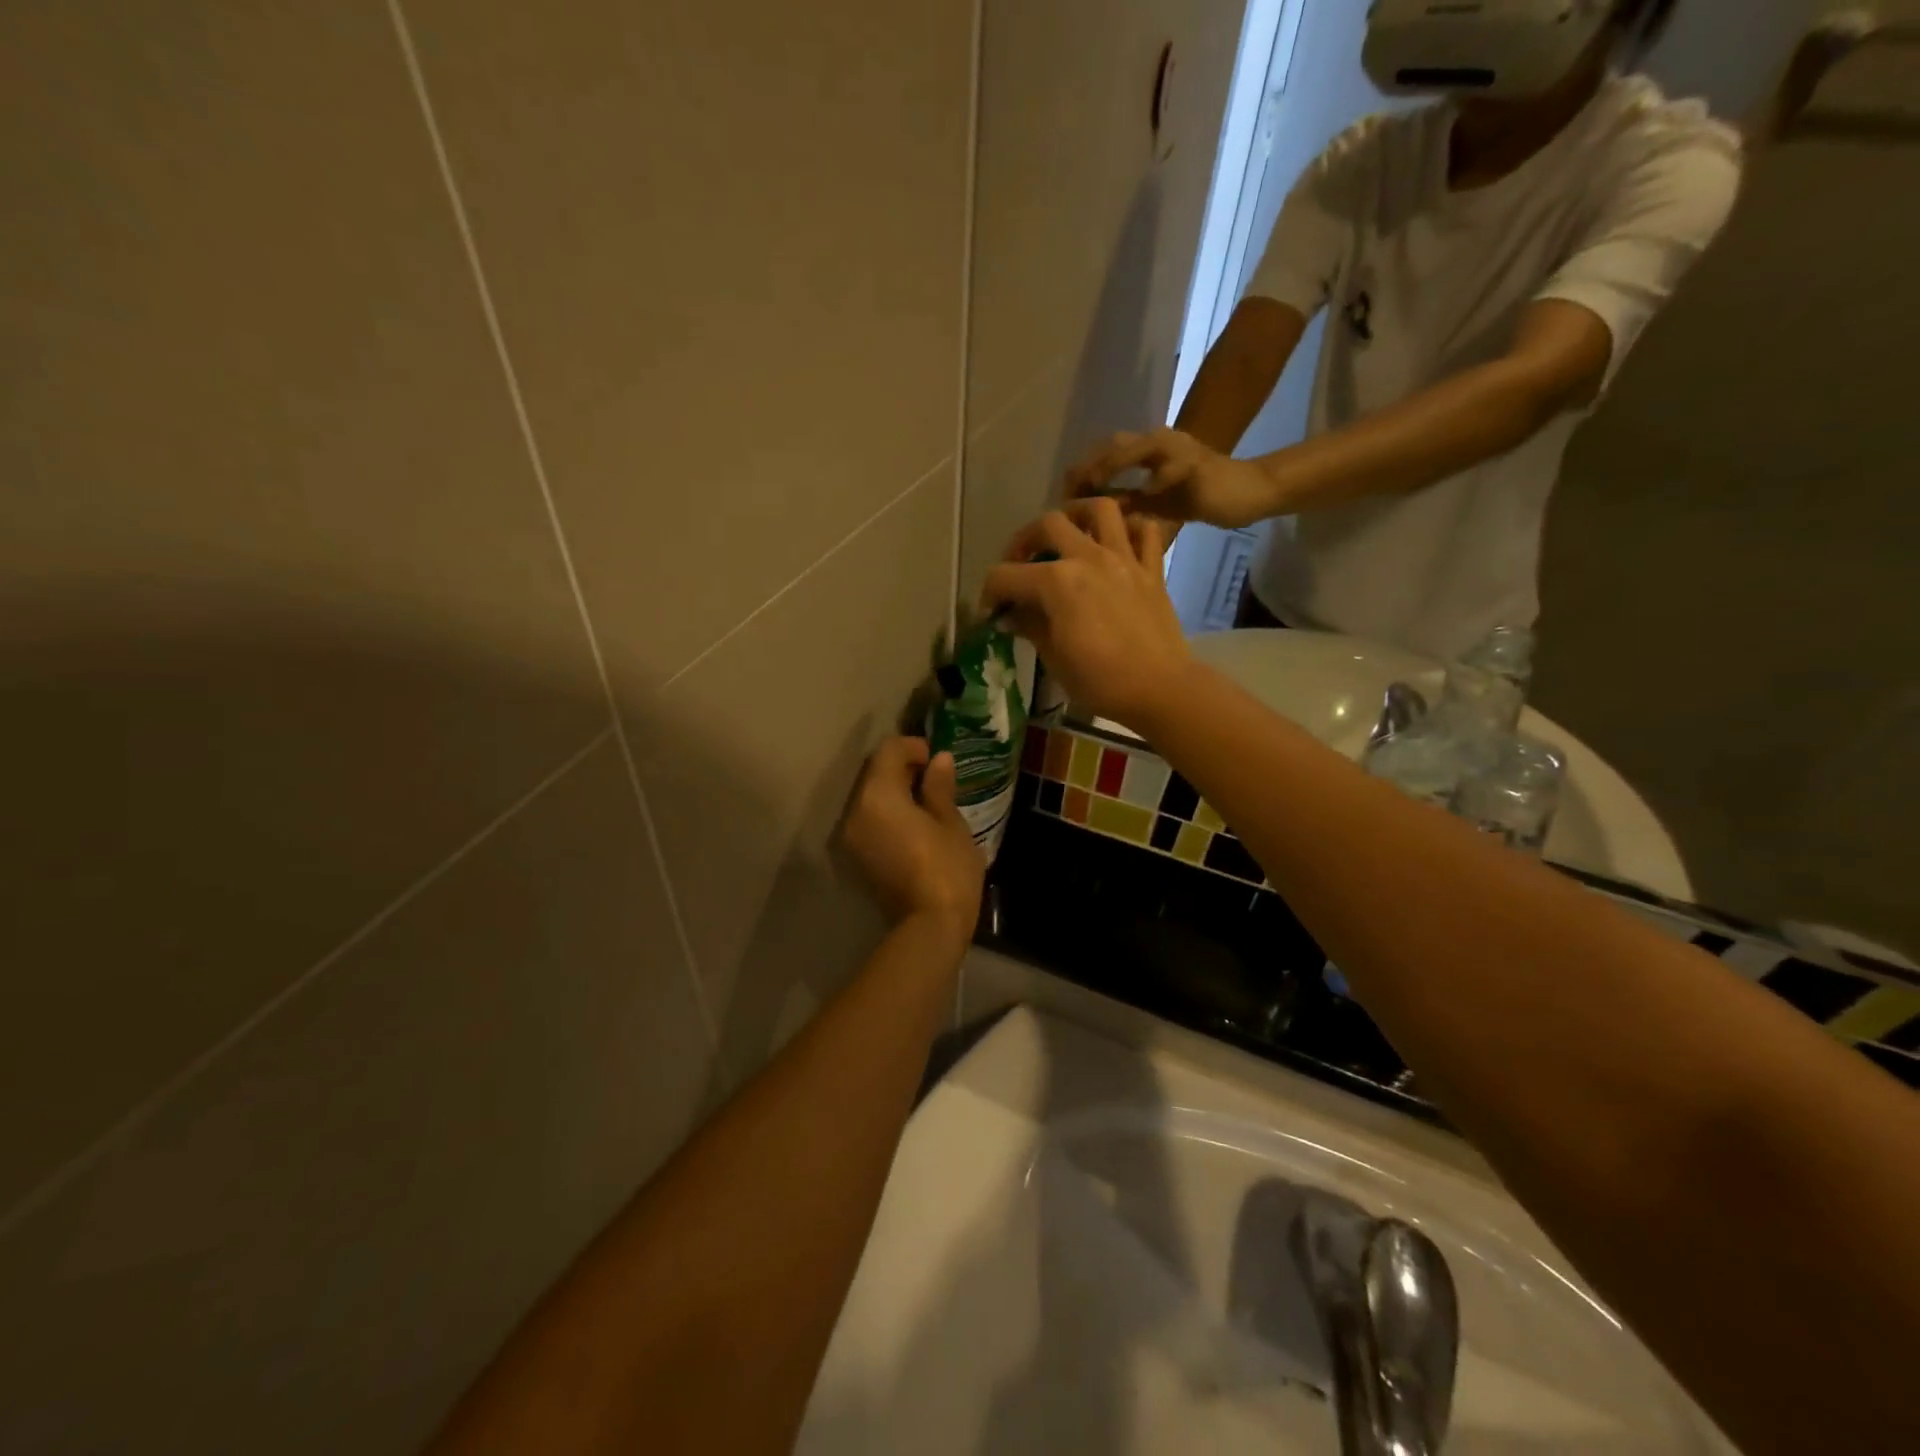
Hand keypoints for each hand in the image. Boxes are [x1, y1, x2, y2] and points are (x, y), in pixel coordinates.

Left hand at [842, 737, 984, 938]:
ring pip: (870, 797)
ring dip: (894, 790)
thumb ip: (939, 787)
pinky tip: (915, 821)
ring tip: (927, 799)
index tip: (936, 758)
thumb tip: (940, 760)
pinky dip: (888, 812)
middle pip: (874, 773)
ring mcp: (852, 835)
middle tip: (934, 776)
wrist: (929, 926)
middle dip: (902, 767)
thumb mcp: (950, 823)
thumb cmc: (947, 868)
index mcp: (878, 795)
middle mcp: (856, 810)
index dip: (912, 747)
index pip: (888, 752)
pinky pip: (869, 819)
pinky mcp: (857, 856)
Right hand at [982, 499, 1194, 728]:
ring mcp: (1124, 559)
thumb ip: (1030, 626)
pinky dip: (1131, 528)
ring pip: (1101, 509)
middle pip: (1048, 524)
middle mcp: (1088, 558)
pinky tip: (1118, 543)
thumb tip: (1011, 614)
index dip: (990, 593)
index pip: (1006, 575)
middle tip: (1020, 564)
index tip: (990, 612)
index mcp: (1056, 582)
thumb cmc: (1100, 682)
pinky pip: (1146, 530)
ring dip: (1079, 514)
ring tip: (1069, 534)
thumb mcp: (1054, 658)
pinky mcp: (1152, 570)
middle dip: (1024, 541)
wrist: (1160, 689)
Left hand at [1066, 427, 1281, 529]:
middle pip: (1114, 444)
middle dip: (1089, 465)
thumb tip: (1089, 518)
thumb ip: (1126, 505)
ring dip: (1113, 464)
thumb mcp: (1155, 506)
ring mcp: (1179, 450)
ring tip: (1091, 484)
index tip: (1061, 493)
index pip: (1106, 453)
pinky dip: (1156, 479)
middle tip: (1067, 489)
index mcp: (1148, 452)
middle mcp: (1159, 443)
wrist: (1248, 492)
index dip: (1082, 471)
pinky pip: (1174, 468)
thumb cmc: (1200, 498)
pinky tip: (1140, 494)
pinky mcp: (1198, 464)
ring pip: (1140, 448)